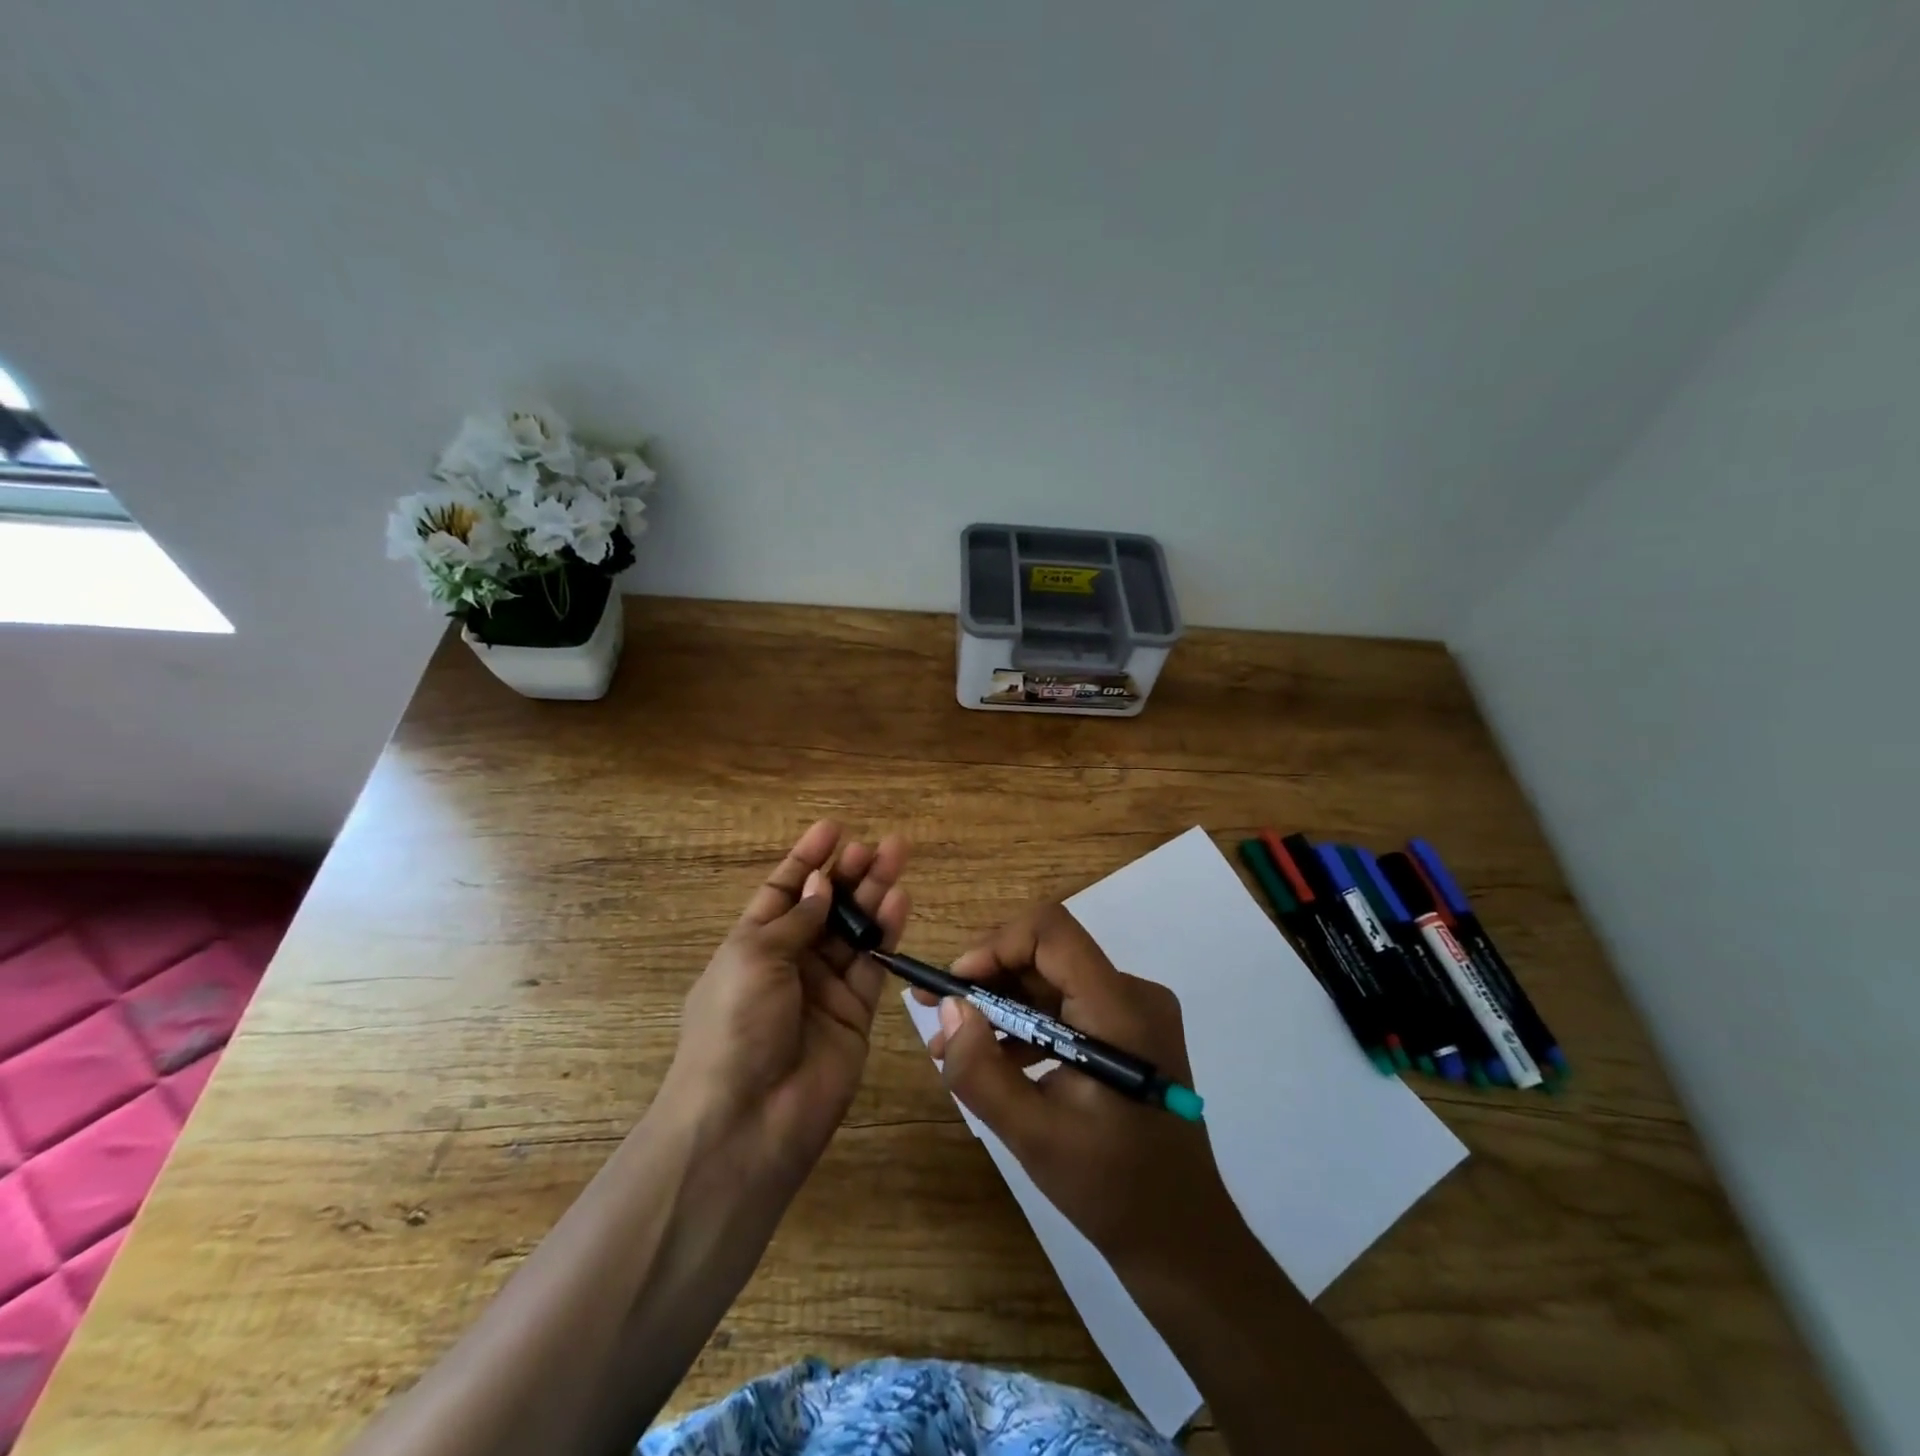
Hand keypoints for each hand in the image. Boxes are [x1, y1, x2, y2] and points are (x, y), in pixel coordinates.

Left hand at [659, 819, 908, 1191]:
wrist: (748, 1120)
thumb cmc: (735, 1025)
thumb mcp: (754, 957)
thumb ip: (796, 919)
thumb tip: (821, 884)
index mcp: (752, 945)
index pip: (783, 890)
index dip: (806, 858)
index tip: (833, 827)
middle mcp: (790, 962)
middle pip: (825, 906)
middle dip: (848, 872)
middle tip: (877, 843)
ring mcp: (824, 988)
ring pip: (855, 929)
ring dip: (874, 893)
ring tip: (896, 856)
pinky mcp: (856, 1013)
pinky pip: (874, 963)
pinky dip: (887, 931)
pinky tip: (900, 899)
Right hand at [926, 901, 1243, 1270]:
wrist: (1183, 1238)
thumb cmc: (1111, 1190)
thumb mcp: (1033, 1136)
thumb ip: (982, 1070)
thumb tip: (950, 1009)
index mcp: (1118, 1009)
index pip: (1051, 931)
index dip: (995, 945)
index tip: (955, 986)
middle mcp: (1133, 994)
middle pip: (1048, 953)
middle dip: (988, 976)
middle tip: (940, 1011)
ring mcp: (1134, 1012)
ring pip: (1053, 979)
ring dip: (1002, 1003)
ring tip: (954, 1043)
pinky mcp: (1129, 1032)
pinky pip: (1068, 1005)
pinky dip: (1027, 1022)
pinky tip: (994, 1058)